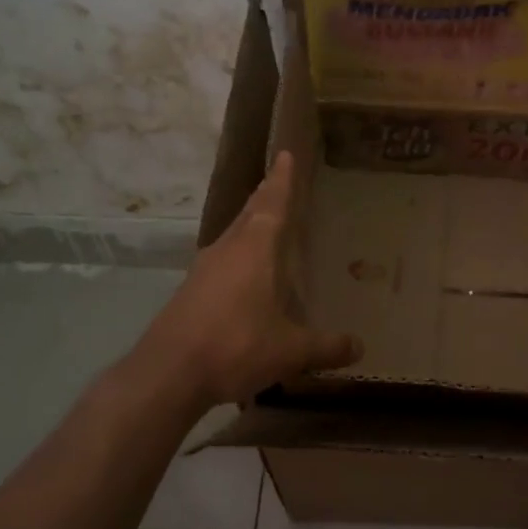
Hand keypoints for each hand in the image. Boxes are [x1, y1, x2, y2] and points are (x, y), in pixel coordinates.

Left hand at [141, 152, 362, 405]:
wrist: (168, 373)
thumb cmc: (236, 346)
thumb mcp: (291, 351)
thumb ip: (326, 346)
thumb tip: (359, 347)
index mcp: (255, 250)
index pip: (273, 204)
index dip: (282, 180)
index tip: (284, 154)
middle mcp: (227, 250)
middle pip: (249, 213)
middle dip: (265, 196)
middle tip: (277, 180)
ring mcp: (203, 270)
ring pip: (232, 236)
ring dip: (249, 225)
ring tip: (264, 223)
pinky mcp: (190, 293)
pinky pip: (221, 261)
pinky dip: (237, 255)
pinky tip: (244, 274)